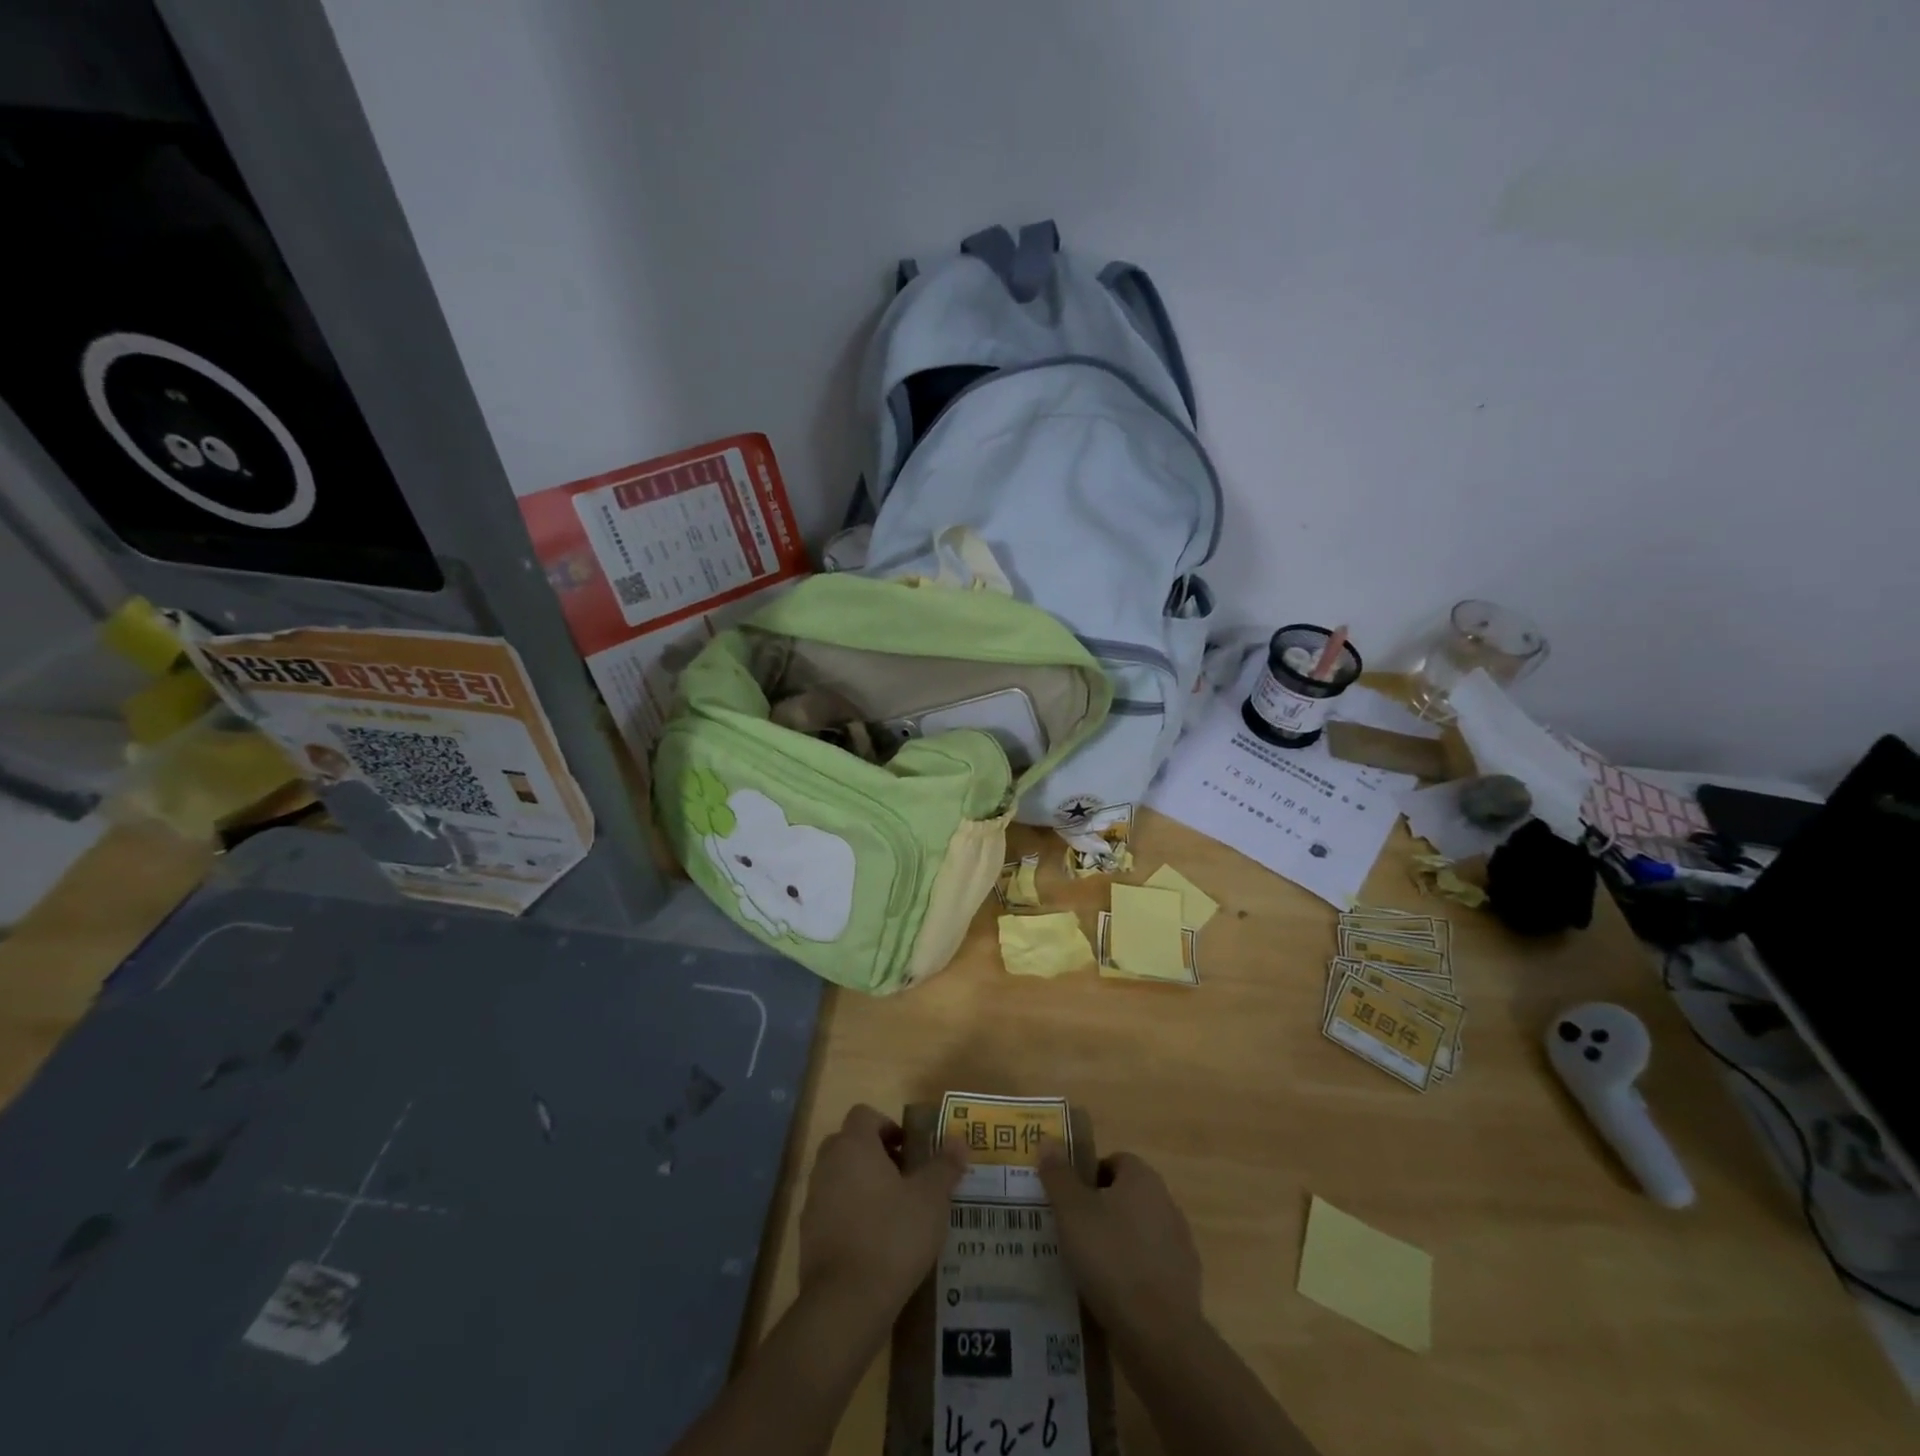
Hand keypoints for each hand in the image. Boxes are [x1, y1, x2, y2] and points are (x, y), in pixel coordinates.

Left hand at [798, 1104, 965, 1323]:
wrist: (846, 1303)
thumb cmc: (892, 1235)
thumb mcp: (931, 1198)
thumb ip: (944, 1165)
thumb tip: (958, 1139)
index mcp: (853, 1145)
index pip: (864, 1115)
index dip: (888, 1126)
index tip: (910, 1151)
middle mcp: (827, 1165)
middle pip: (849, 1144)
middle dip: (875, 1155)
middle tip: (905, 1179)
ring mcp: (813, 1201)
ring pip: (839, 1178)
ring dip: (862, 1186)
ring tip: (894, 1214)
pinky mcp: (807, 1236)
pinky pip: (831, 1212)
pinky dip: (850, 1217)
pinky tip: (875, 1245)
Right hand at [1038, 1146, 1202, 1336]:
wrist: (1159, 1334)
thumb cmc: (1111, 1258)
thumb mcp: (1072, 1212)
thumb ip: (1058, 1175)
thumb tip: (1047, 1140)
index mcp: (1142, 1178)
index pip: (1113, 1161)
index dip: (1086, 1177)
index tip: (1066, 1201)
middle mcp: (1166, 1203)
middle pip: (1125, 1197)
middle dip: (1099, 1211)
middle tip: (1069, 1232)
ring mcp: (1179, 1245)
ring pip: (1137, 1234)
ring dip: (1115, 1245)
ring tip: (1085, 1268)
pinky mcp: (1184, 1284)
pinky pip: (1148, 1268)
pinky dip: (1131, 1276)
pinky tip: (1110, 1296)